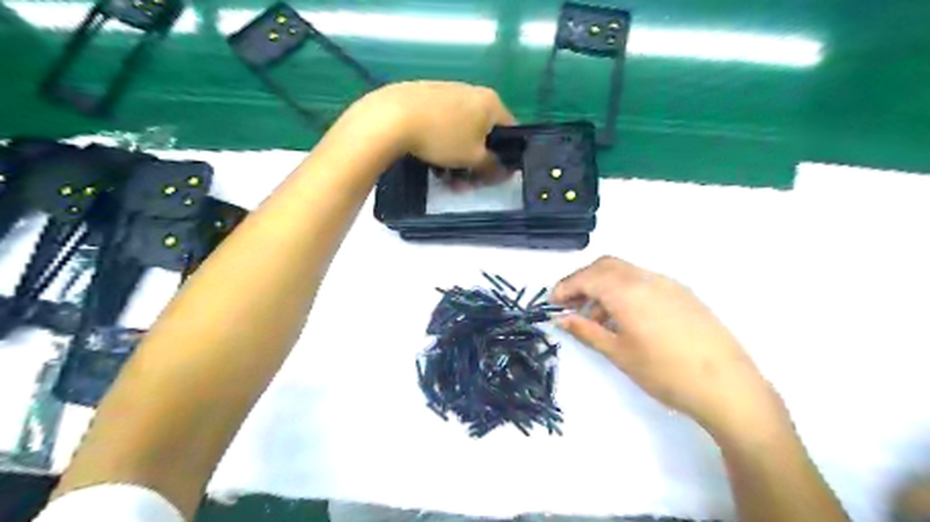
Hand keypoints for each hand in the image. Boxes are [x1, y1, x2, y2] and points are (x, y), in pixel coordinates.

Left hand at [344, 80, 516, 169]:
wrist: (392, 117)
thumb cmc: (443, 137)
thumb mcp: (473, 158)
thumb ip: (492, 166)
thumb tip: (503, 172)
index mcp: (490, 101)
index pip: (510, 130)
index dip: (505, 156)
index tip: (493, 175)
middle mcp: (471, 91)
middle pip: (482, 132)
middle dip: (475, 162)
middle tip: (464, 182)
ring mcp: (446, 90)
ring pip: (460, 130)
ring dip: (457, 157)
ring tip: (444, 177)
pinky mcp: (424, 95)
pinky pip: (441, 123)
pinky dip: (441, 142)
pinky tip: (429, 158)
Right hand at [547, 258, 786, 435]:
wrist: (728, 386)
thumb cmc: (665, 372)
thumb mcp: (618, 353)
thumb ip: (586, 330)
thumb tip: (559, 318)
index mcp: (627, 291)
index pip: (587, 277)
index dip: (565, 287)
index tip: (552, 303)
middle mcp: (646, 278)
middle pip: (605, 266)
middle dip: (583, 281)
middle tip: (571, 305)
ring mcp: (668, 283)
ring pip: (624, 272)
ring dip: (604, 286)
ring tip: (597, 319)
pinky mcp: (682, 293)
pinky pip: (643, 281)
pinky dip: (624, 291)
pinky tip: (626, 318)